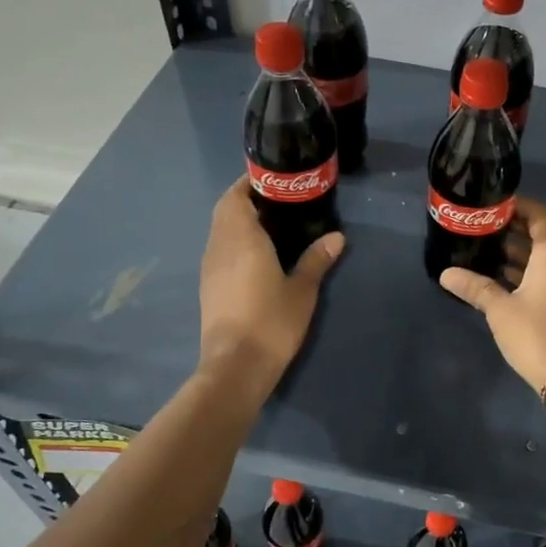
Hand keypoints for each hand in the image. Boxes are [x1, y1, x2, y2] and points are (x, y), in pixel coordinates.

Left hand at [198, 177, 343, 397]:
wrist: (236, 366)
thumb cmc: (271, 322)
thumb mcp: (302, 290)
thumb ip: (316, 259)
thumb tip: (336, 237)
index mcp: (241, 238)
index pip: (236, 196)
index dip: (250, 184)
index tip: (273, 180)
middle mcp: (219, 246)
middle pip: (225, 211)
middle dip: (246, 200)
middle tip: (278, 202)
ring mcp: (210, 267)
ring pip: (220, 231)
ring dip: (239, 222)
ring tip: (272, 226)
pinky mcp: (208, 287)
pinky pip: (220, 251)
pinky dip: (235, 242)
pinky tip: (257, 257)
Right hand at [439, 198, 545, 393]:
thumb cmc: (536, 333)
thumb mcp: (500, 309)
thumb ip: (475, 287)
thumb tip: (446, 274)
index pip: (539, 215)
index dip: (518, 206)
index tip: (493, 205)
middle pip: (541, 237)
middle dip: (512, 233)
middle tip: (481, 231)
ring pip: (545, 260)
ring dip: (519, 256)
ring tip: (485, 255)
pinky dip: (528, 274)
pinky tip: (503, 283)